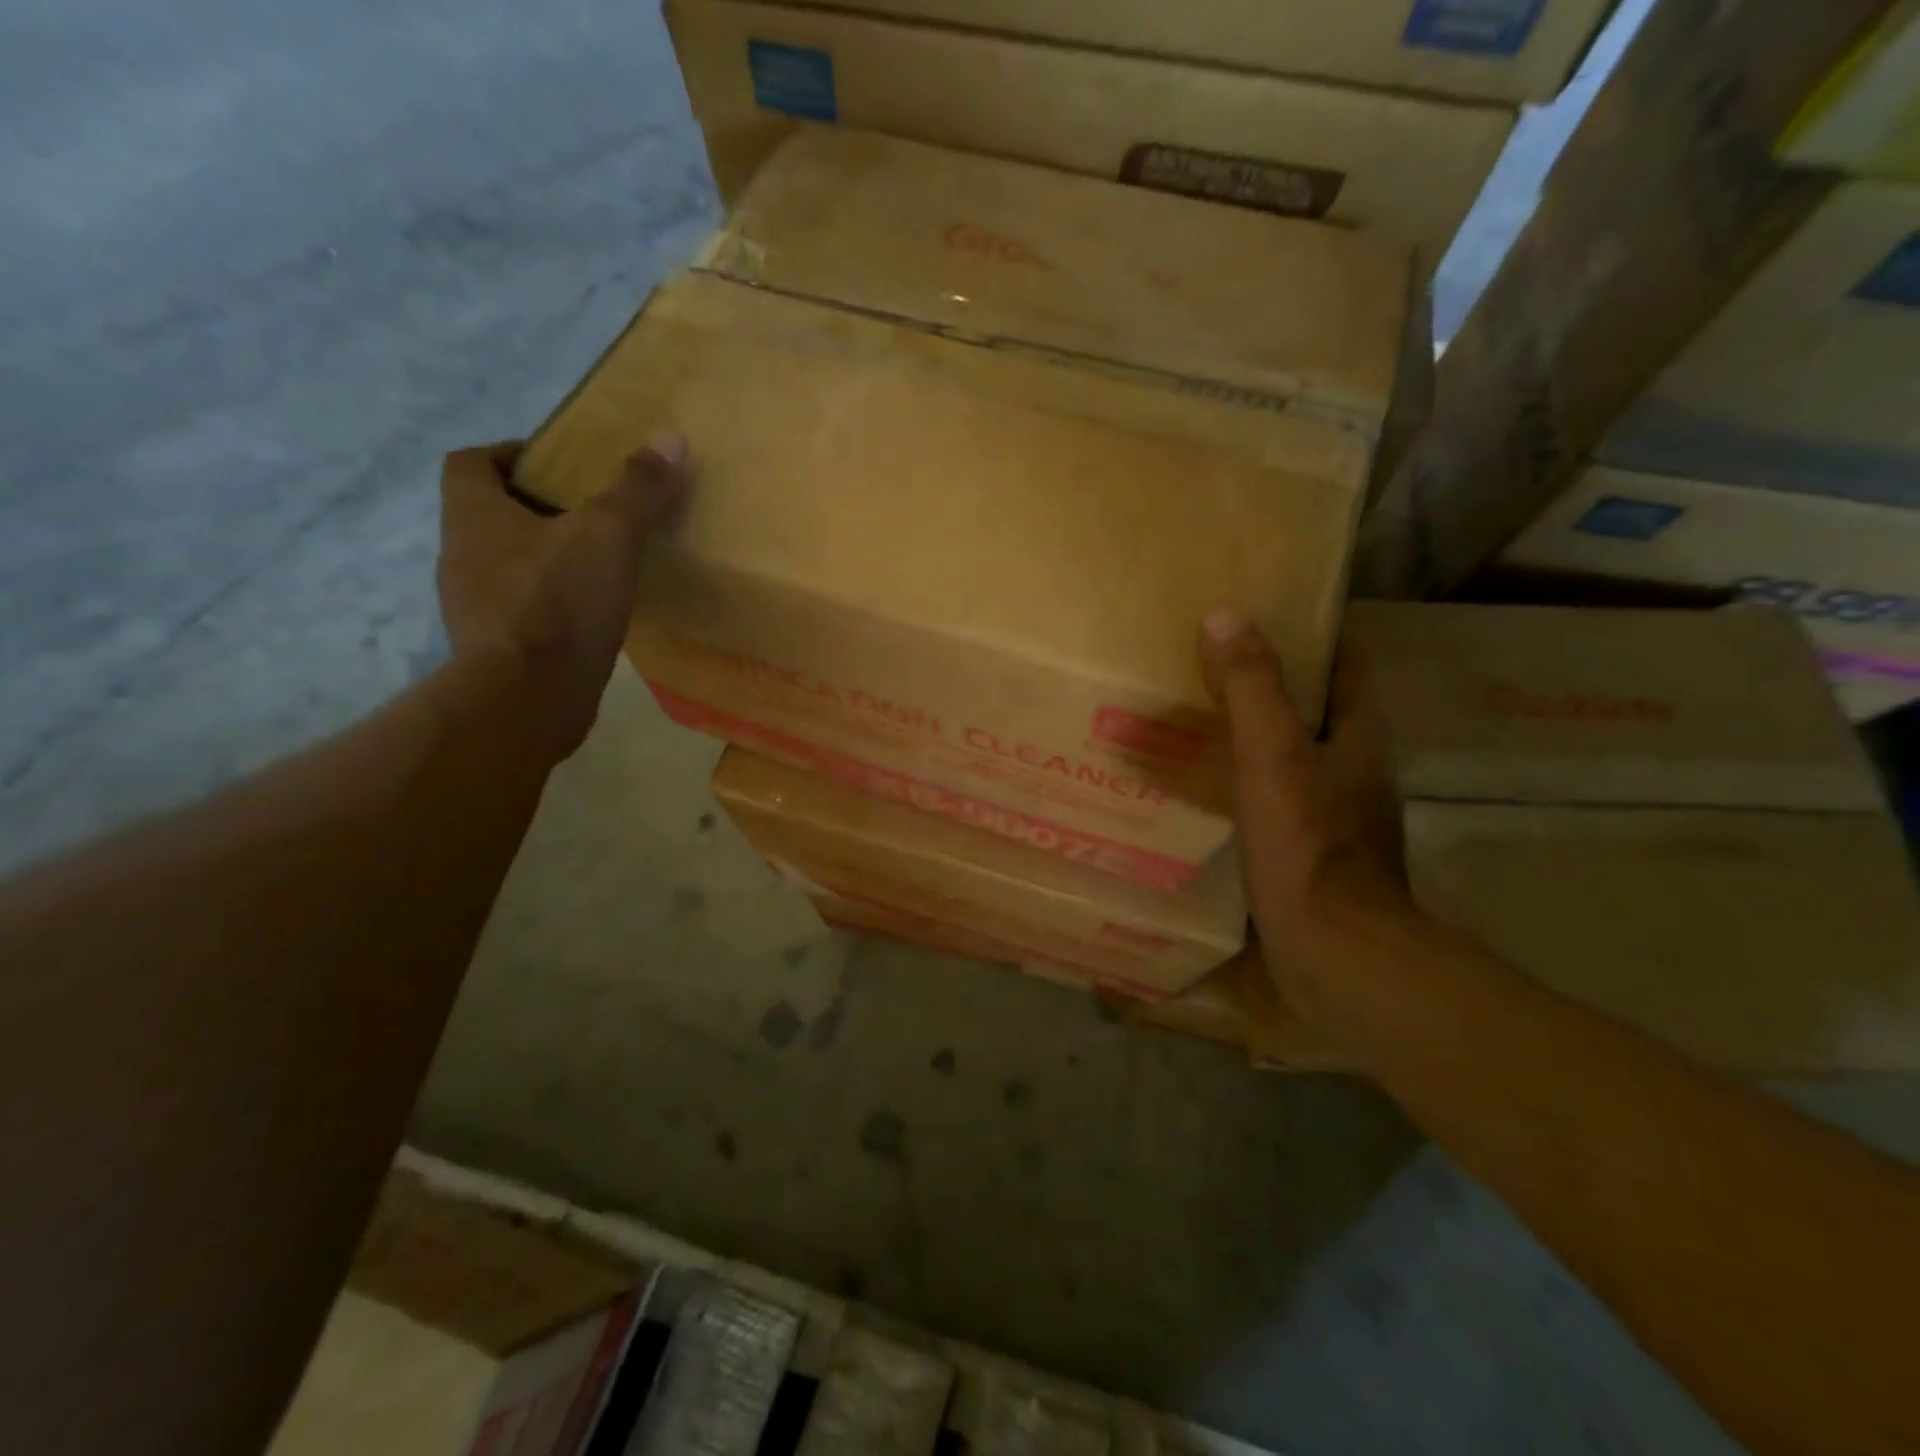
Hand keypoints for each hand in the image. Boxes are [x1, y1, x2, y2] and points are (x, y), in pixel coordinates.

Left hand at [437, 435, 687, 756]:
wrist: (529, 699)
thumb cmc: (558, 603)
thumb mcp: (608, 535)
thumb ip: (637, 489)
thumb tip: (670, 439)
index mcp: (474, 515)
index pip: (471, 463)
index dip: (511, 455)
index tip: (559, 467)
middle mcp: (463, 555)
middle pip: (495, 514)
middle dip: (542, 509)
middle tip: (597, 515)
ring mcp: (476, 606)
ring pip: (512, 564)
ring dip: (550, 558)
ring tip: (603, 565)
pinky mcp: (499, 648)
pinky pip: (526, 609)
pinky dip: (555, 604)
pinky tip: (595, 614)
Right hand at [1199, 611, 1408, 1020]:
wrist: (1332, 948)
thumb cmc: (1306, 841)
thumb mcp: (1271, 752)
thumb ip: (1250, 685)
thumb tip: (1224, 615)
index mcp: (1361, 736)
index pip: (1347, 666)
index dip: (1313, 637)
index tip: (1265, 619)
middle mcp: (1358, 770)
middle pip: (1320, 711)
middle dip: (1275, 688)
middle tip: (1214, 669)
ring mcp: (1340, 816)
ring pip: (1297, 758)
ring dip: (1259, 738)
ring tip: (1202, 723)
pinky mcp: (1315, 854)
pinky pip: (1280, 801)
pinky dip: (1250, 785)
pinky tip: (1211, 790)